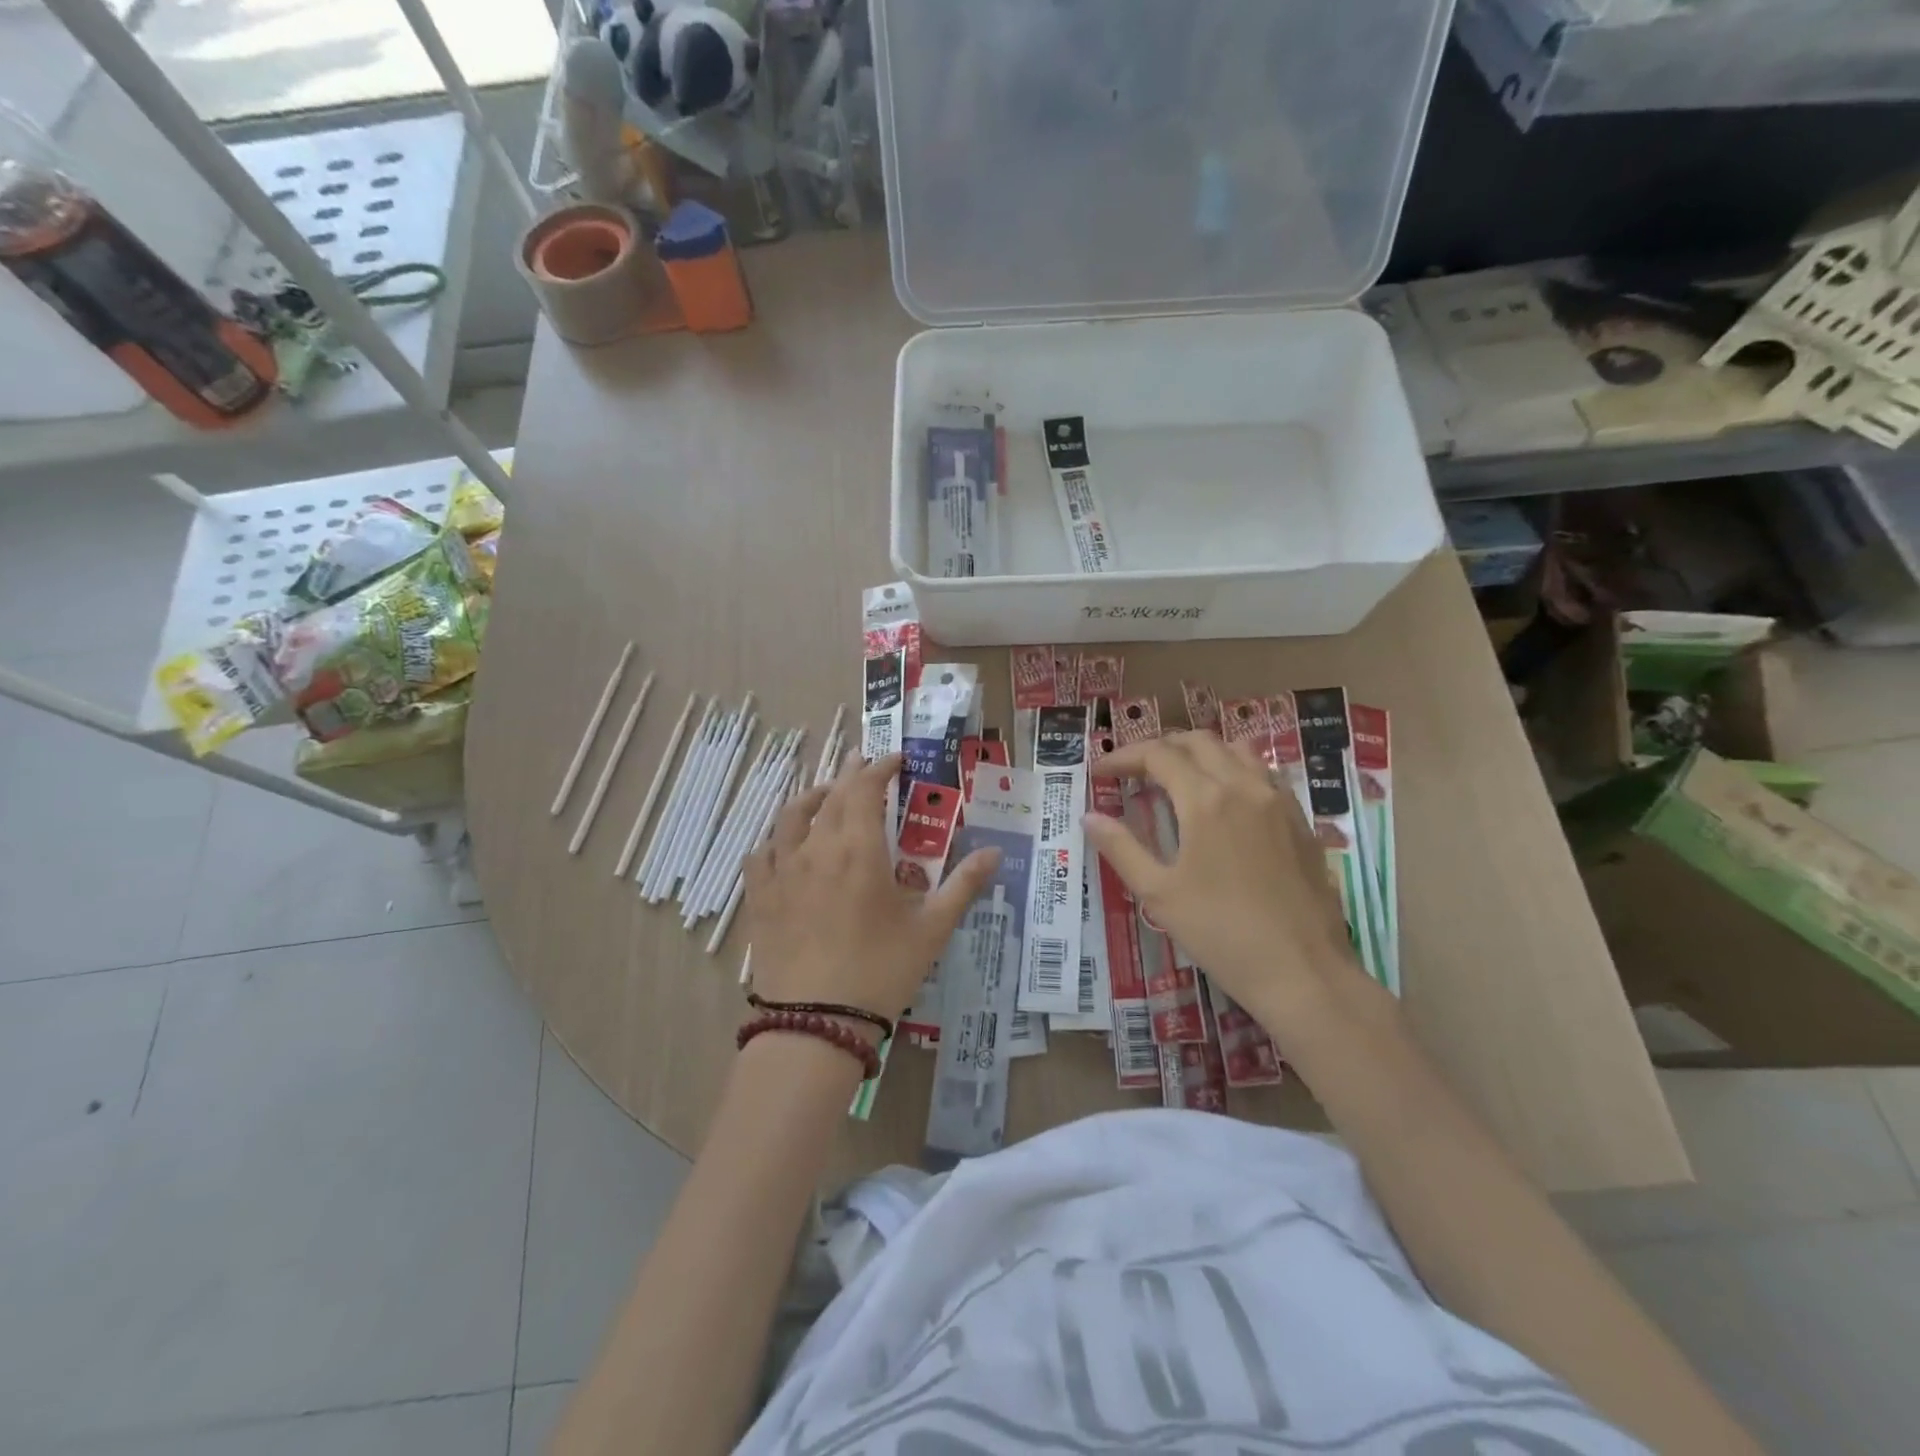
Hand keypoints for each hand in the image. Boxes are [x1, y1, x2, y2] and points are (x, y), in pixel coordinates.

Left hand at [743, 754, 1000, 1023]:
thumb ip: (963, 885)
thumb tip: (996, 852)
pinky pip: (760, 854)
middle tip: (863, 763)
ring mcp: (782, 872)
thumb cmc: (881, 971)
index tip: (896, 759)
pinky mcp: (760, 898)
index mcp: (858, 849)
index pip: (865, 788)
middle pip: (830, 796)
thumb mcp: (931, 929)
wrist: (816, 1022)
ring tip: (824, 794)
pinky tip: (781, 846)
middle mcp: (816, 848)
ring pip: (790, 816)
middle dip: (849, 774)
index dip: (880, 768)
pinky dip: (774, 839)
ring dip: (811, 797)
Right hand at [1084, 732, 1367, 1029]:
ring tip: (1179, 776)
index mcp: (1205, 800)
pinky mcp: (1301, 821)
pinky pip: (1264, 774)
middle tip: (1135, 770)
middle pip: (1198, 742)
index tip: (1100, 771)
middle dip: (1161, 748)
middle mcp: (1244, 786)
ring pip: (1237, 750)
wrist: (1303, 971)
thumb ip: (1121, 848)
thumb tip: (1090, 818)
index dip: (1124, 757)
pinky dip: (1234, 770)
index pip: (1158, 756)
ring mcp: (1279, 801)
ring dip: (1201, 753)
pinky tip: (1225, 800)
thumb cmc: (1221, 933)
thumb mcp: (1159, 894)